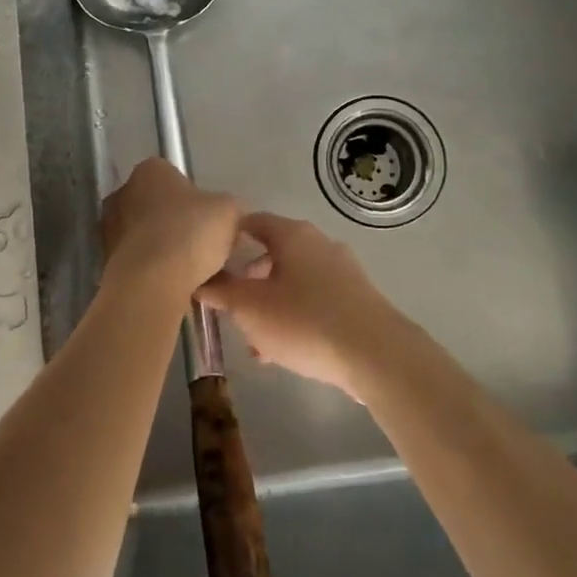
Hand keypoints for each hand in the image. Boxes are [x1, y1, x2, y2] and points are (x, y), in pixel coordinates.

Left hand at [101, 158, 241, 294]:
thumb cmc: (189, 234)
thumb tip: (224, 215)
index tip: (211, 220)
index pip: (176, 177)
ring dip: (170, 250)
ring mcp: (110, 228)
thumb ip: (227, 207)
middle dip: (182, 225)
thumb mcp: (229, 211)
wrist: (150, 284)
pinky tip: (180, 287)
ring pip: (151, 237)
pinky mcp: (108, 260)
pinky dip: (158, 271)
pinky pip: (142, 262)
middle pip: (161, 207)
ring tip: (198, 274)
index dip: (198, 199)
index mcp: (150, 170)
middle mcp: (123, 192)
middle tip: (206, 247)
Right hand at [198, 213, 406, 399]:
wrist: (376, 355)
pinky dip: (295, 317)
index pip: (252, 222)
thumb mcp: (250, 309)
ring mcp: (343, 271)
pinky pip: (315, 301)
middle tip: (230, 306)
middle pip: (274, 253)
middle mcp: (319, 244)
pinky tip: (283, 352)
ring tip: (254, 341)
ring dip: (271, 305)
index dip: (227, 237)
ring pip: (294, 282)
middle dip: (248, 280)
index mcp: (292, 235)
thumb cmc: (305, 321)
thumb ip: (221, 292)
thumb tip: (200, 280)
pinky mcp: (357, 299)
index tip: (208, 259)